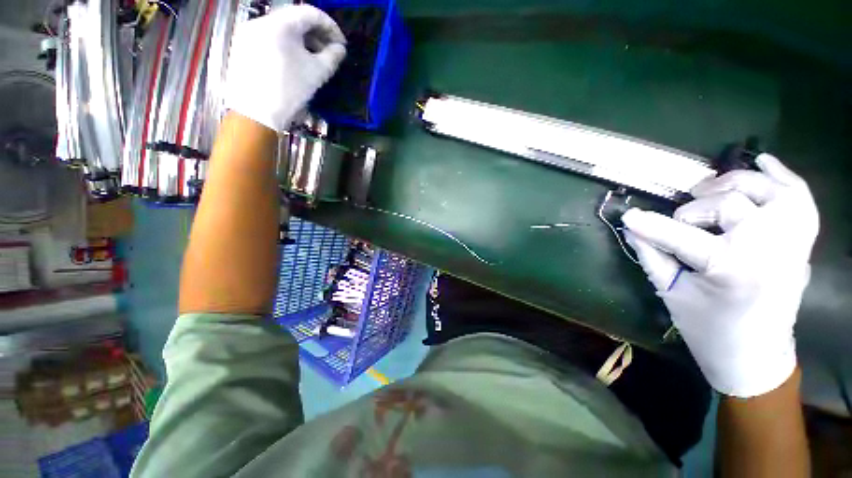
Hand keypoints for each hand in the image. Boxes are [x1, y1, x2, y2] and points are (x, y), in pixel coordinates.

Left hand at [224, 5, 345, 132]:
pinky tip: (294, 61)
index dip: (331, 27)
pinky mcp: (243, 45)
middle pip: (295, 19)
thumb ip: (332, 57)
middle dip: (316, 34)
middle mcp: (262, 21)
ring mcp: (249, 32)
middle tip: (329, 52)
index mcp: (281, 24)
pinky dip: (286, 45)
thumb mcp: (317, 74)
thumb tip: (340, 49)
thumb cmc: (289, 91)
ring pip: (281, 28)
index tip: (342, 44)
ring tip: (313, 58)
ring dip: (301, 40)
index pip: (311, 13)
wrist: (255, 113)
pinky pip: (270, 37)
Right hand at [621, 154, 818, 396]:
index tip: (628, 216)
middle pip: (730, 203)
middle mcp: (768, 249)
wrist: (756, 354)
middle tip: (680, 218)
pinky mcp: (801, 242)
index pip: (681, 235)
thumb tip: (632, 230)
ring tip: (713, 190)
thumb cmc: (708, 329)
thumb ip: (651, 256)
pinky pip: (800, 196)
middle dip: (695, 208)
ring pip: (768, 190)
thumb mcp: (671, 293)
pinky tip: (761, 164)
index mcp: (731, 269)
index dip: (649, 224)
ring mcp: (792, 243)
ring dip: (736, 183)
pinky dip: (781, 174)